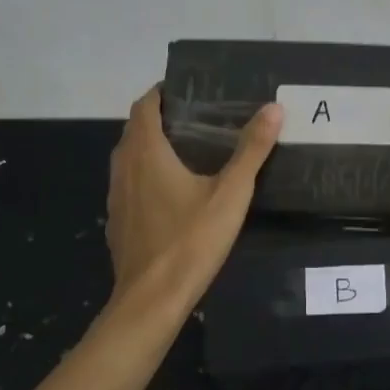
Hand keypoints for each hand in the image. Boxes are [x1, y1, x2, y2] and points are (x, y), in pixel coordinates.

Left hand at [106, 87, 282, 306]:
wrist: (151, 300)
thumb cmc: (191, 240)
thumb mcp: (230, 193)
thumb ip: (252, 150)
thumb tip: (274, 108)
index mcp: (146, 152)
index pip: (145, 106)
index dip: (162, 93)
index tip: (188, 89)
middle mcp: (124, 167)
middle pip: (135, 130)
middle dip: (159, 118)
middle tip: (195, 117)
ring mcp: (116, 197)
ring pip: (128, 158)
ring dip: (149, 147)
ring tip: (185, 150)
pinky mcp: (117, 222)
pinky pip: (128, 185)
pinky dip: (144, 175)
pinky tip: (170, 193)